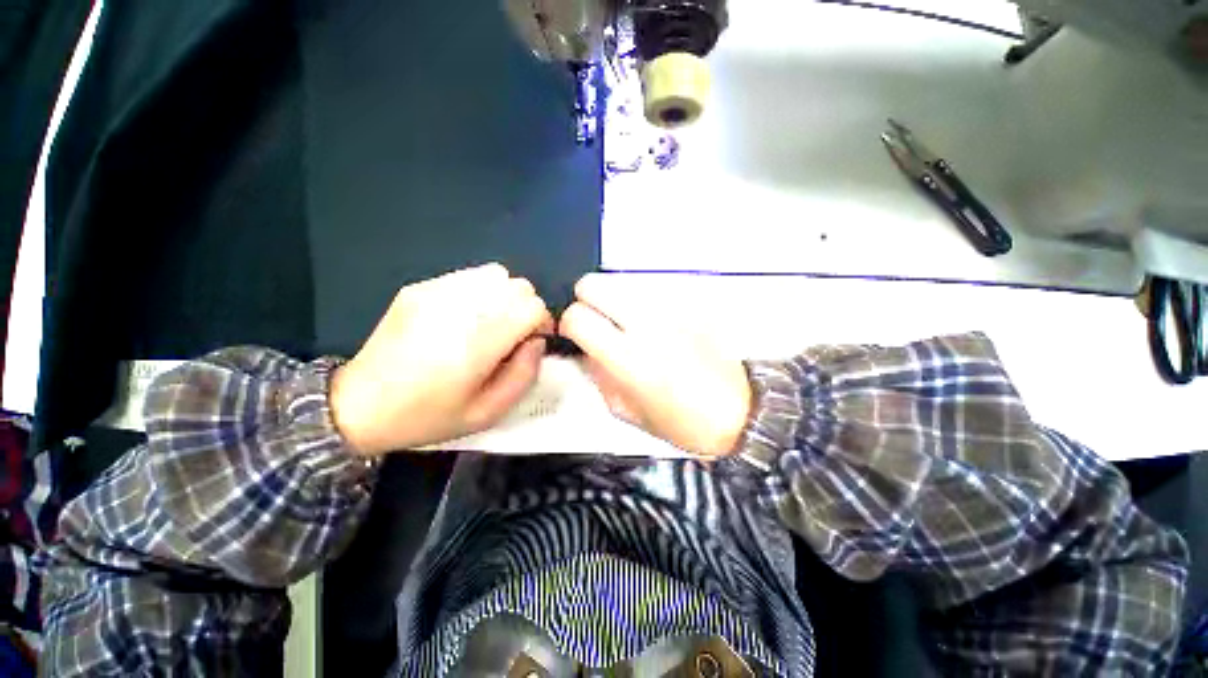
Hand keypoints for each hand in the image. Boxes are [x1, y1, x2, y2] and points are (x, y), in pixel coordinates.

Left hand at [330, 264, 551, 454]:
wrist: (360, 405)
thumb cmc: (429, 416)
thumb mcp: (488, 413)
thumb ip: (525, 374)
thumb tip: (536, 341)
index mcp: (476, 344)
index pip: (531, 307)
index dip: (542, 323)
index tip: (533, 341)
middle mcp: (457, 309)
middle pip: (518, 286)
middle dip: (526, 309)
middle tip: (513, 335)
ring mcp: (435, 292)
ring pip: (496, 274)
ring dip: (505, 297)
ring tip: (491, 323)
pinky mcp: (419, 288)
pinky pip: (469, 276)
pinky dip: (481, 291)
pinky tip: (466, 316)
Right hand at [558, 274, 751, 457]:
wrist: (738, 412)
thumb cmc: (681, 421)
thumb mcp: (625, 410)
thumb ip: (597, 375)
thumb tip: (584, 349)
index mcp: (627, 358)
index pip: (577, 317)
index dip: (568, 323)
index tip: (575, 333)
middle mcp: (646, 326)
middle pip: (594, 284)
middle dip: (585, 299)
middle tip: (595, 320)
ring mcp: (670, 311)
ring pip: (621, 284)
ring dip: (614, 302)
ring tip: (626, 325)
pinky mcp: (688, 306)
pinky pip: (650, 294)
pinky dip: (641, 306)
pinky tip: (654, 328)